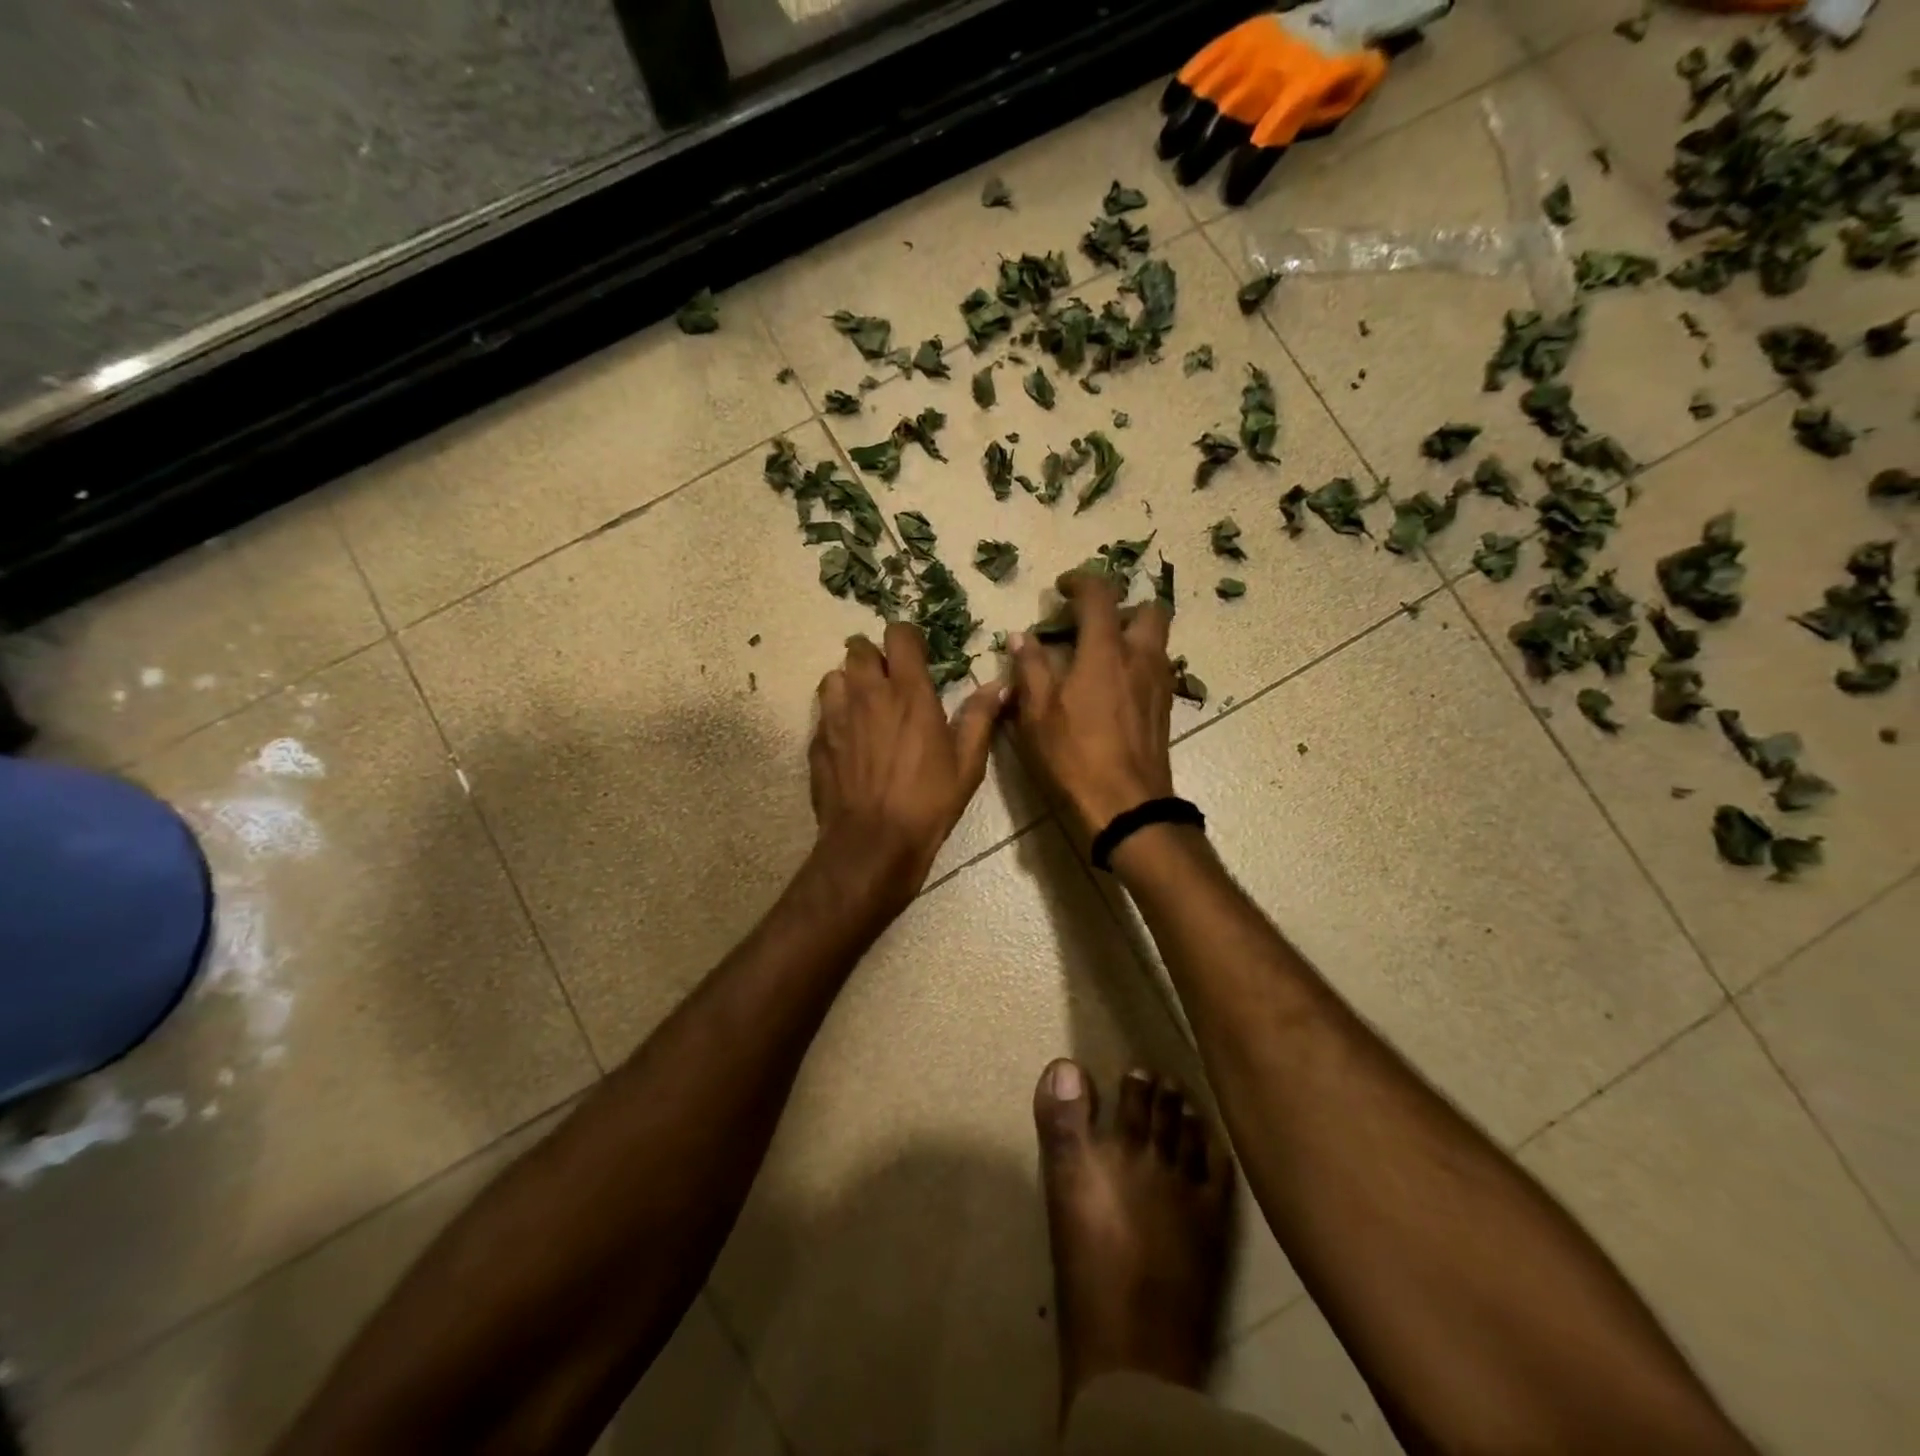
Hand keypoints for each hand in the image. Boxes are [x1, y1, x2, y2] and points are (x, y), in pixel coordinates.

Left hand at [809, 623, 1004, 906]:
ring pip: (834, 675)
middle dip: (873, 656)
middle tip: (888, 679)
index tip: (916, 655)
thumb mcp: (966, 764)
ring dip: (849, 682)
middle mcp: (868, 694)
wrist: (873, 842)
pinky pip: (822, 711)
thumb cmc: (928, 802)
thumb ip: (980, 718)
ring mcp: (836, 715)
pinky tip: (848, 737)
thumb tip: (1000, 685)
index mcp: (909, 692)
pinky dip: (835, 714)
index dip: (907, 638)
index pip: (899, 635)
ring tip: (863, 704)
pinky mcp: (818, 740)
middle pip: (858, 648)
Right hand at [1007, 572, 1174, 838]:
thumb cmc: (1074, 759)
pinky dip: (1136, 664)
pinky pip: (1156, 668)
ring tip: (1098, 658)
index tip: (1061, 589)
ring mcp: (1158, 684)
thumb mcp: (1036, 714)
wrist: (1126, 808)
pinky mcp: (1165, 708)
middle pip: (1149, 610)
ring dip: (1131, 636)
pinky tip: (1111, 690)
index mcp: (1105, 652)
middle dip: (1121, 607)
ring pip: (1157, 640)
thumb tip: (1022, 637)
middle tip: (1091, 626)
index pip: (1100, 595)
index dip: (1080, 582)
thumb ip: (1030, 668)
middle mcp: (1140, 658)